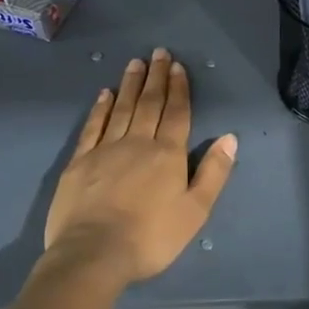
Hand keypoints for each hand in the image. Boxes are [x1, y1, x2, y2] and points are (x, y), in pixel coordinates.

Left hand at [42, 49, 237, 282]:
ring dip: (130, 85)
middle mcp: (137, 143)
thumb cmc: (152, 237)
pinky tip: (104, 94)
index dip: (179, 89)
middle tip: (158, 53)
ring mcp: (105, 150)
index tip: (178, 66)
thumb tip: (230, 137)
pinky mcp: (79, 163)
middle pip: (149, 104)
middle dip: (156, 77)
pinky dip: (100, 108)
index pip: (177, 113)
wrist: (93, 255)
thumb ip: (214, 172)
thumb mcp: (195, 210)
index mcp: (168, 154)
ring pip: (121, 109)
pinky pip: (92, 127)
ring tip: (135, 63)